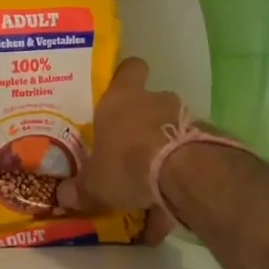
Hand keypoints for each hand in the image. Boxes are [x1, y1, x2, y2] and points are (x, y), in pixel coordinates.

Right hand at [57, 57, 184, 243]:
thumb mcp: (94, 184)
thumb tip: (63, 195)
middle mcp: (154, 100)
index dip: (126, 76)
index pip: (128, 69)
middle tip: (131, 148)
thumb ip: (80, 189)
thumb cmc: (126, 163)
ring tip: (153, 181)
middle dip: (143, 123)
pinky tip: (173, 199)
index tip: (120, 90)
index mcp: (120, 99)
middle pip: (150, 102)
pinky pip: (189, 153)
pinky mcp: (206, 140)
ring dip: (164, 148)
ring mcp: (184, 117)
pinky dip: (182, 172)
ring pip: (171, 128)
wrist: (182, 174)